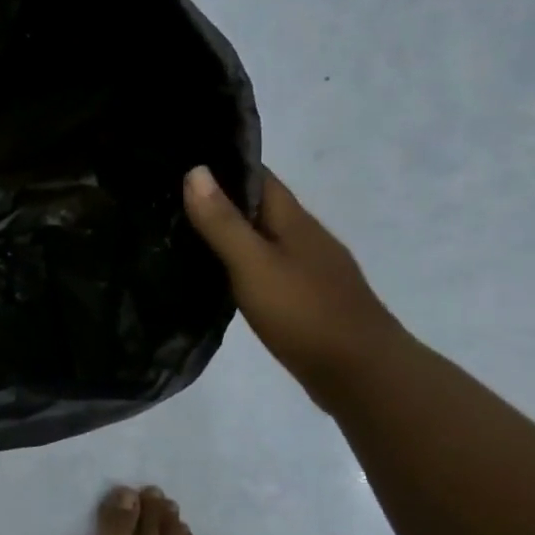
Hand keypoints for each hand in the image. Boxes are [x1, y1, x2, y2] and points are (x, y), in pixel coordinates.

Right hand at [183, 165, 402, 405]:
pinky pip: (267, 268)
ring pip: (263, 239)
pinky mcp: (308, 300)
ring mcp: (311, 271)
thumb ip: (223, 223)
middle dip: (221, 198)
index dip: (224, 164)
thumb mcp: (254, 265)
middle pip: (260, 207)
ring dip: (230, 233)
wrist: (365, 376)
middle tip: (169, 197)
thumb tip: (196, 170)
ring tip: (183, 233)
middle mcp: (306, 238)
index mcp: (294, 221)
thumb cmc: (306, 313)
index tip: (182, 159)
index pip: (259, 177)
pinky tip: (219, 277)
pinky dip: (242, 264)